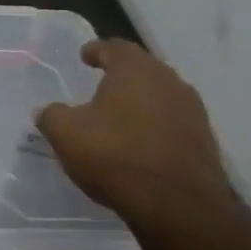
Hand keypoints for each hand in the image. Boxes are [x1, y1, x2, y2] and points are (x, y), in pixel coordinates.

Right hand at [36, 39, 235, 239]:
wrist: (177, 202)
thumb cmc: (115, 156)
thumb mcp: (65, 134)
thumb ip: (52, 115)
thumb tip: (48, 110)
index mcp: (135, 70)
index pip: (115, 47)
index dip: (96, 50)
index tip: (84, 56)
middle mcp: (169, 80)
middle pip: (141, 69)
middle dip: (120, 75)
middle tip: (99, 85)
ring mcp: (191, 109)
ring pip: (159, 95)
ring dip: (139, 102)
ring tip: (118, 117)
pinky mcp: (202, 138)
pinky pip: (171, 121)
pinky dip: (153, 125)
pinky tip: (138, 143)